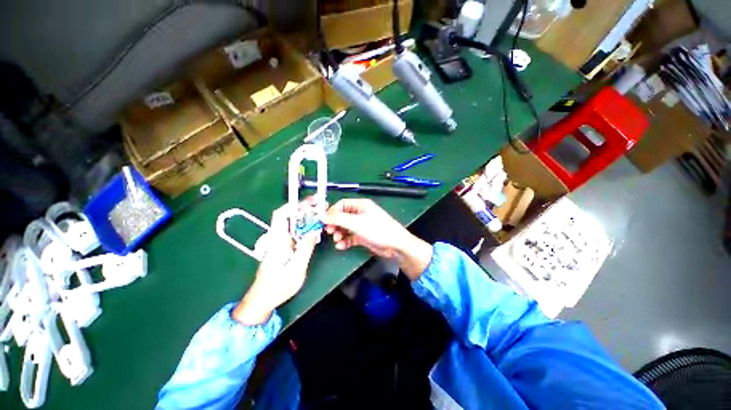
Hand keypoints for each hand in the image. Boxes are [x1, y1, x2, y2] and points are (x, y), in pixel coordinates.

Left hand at [233, 202, 320, 325]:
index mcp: (278, 240)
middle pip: (289, 217)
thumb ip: (306, 247)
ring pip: (293, 225)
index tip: (310, 201)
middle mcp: (278, 238)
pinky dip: (305, 228)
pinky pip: (295, 233)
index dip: (294, 205)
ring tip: (320, 215)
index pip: (281, 215)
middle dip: (305, 209)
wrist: (262, 300)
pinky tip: (314, 230)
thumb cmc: (278, 286)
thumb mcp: (297, 267)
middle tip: (321, 206)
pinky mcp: (283, 248)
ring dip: (306, 218)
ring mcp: (280, 243)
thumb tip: (315, 230)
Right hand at [321, 199, 432, 279]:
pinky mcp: (363, 236)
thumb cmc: (377, 229)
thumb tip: (321, 215)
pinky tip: (341, 246)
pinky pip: (351, 237)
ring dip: (339, 233)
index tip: (323, 221)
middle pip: (342, 217)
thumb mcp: (356, 223)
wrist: (395, 245)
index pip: (342, 204)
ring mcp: (362, 225)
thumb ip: (337, 219)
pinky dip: (345, 241)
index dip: (332, 212)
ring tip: (337, 239)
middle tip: (329, 232)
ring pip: (345, 228)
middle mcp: (360, 214)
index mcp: (360, 205)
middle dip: (335, 224)